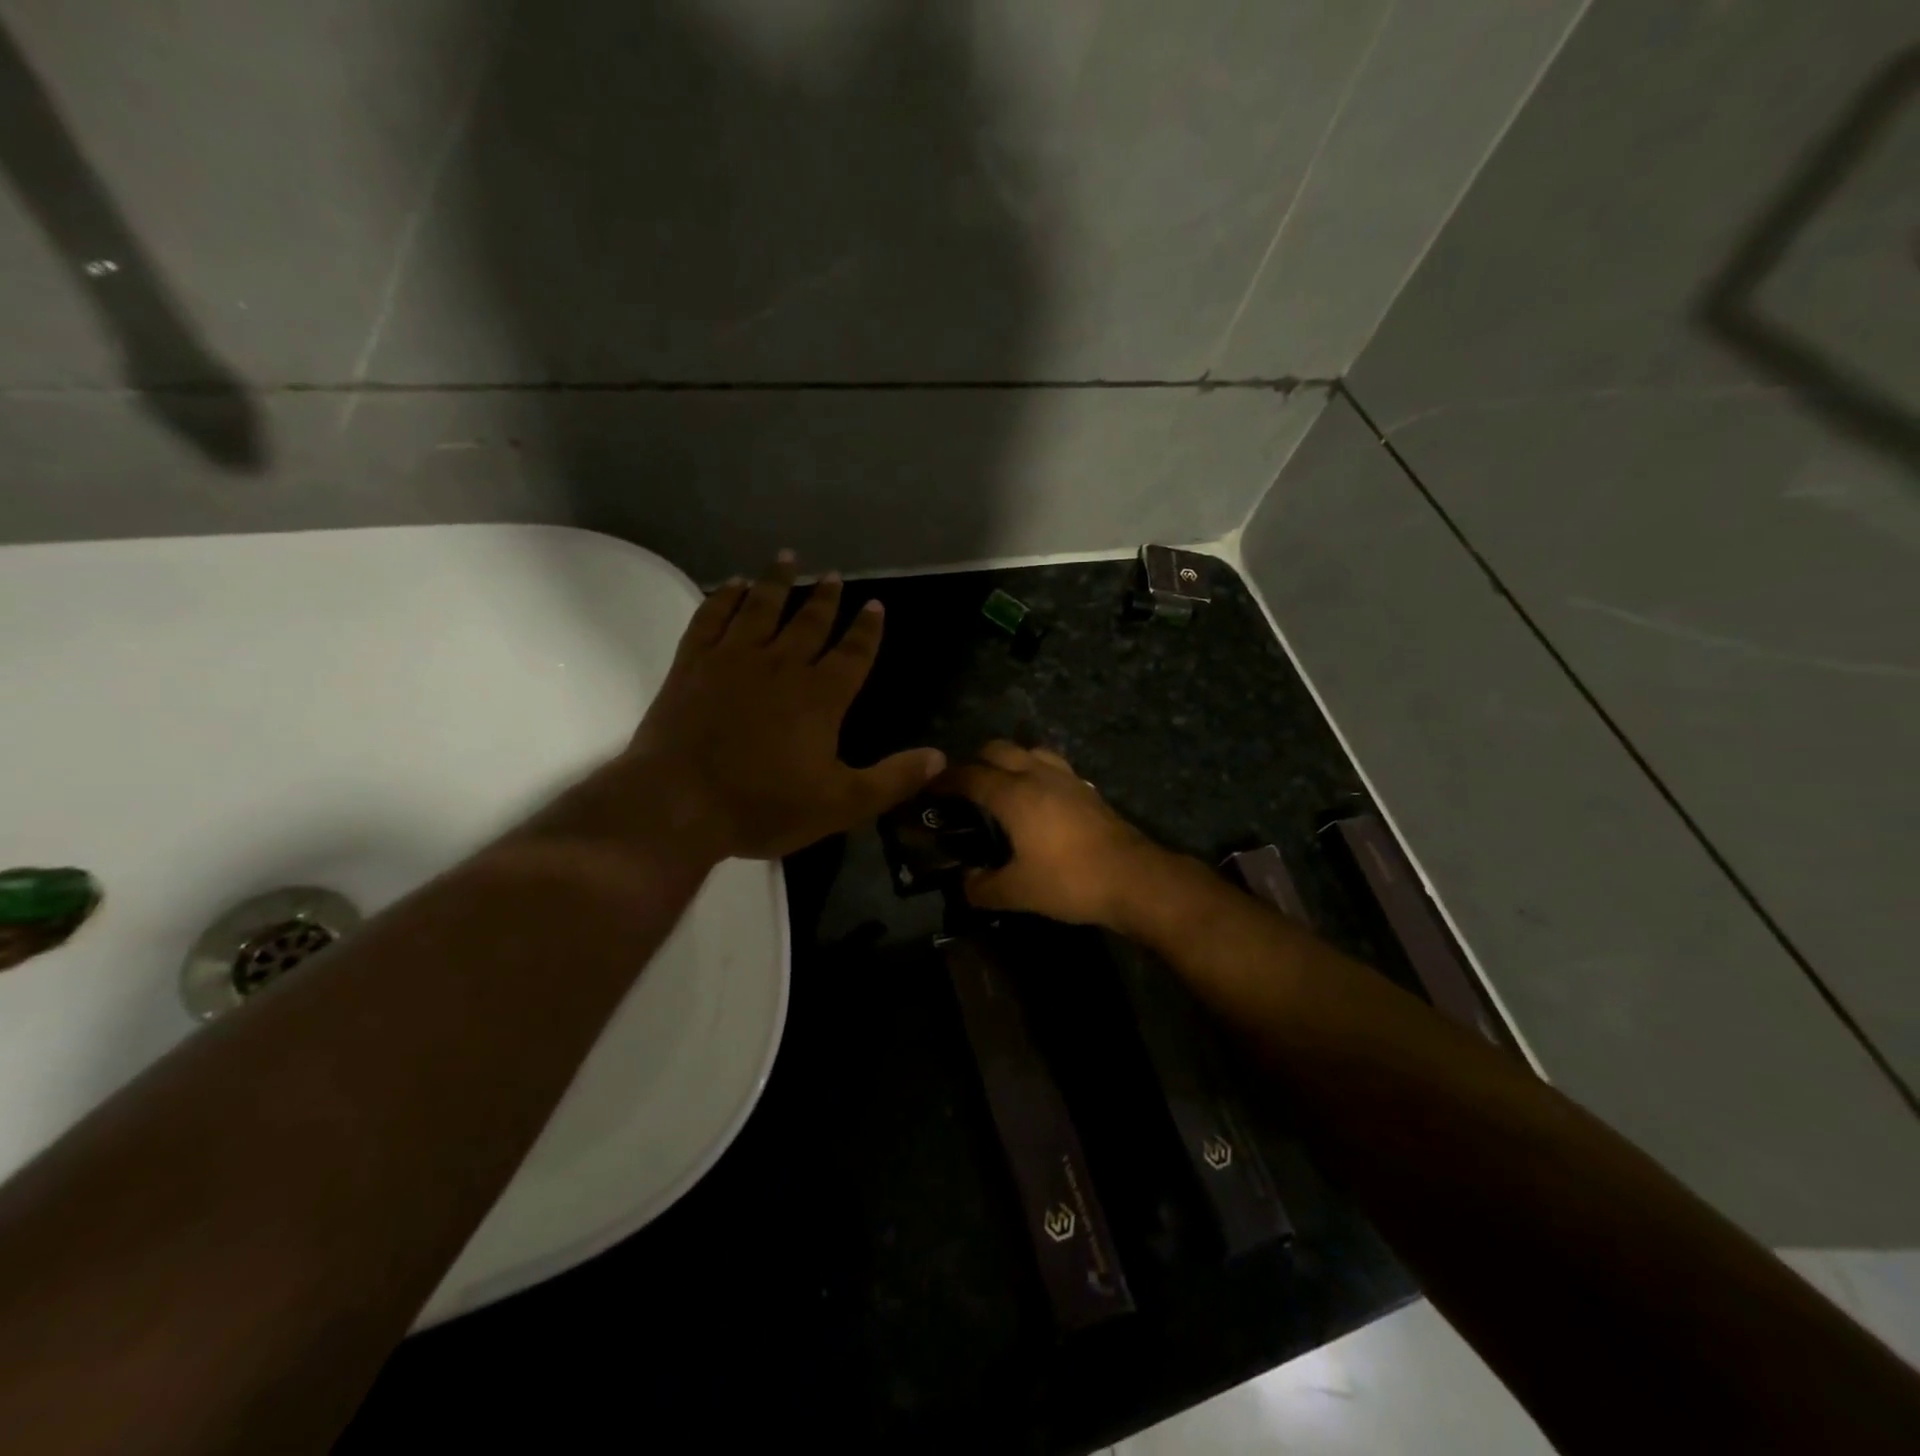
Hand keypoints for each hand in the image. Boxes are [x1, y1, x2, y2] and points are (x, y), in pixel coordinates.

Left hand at [613, 554, 944, 860]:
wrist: (677, 804)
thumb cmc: (763, 806)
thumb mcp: (841, 804)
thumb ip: (893, 779)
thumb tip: (940, 757)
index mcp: (821, 697)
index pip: (853, 653)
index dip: (867, 629)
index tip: (875, 604)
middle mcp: (781, 666)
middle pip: (809, 622)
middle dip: (825, 598)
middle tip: (834, 575)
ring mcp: (732, 659)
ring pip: (761, 608)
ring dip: (777, 582)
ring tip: (787, 558)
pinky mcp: (692, 664)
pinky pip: (712, 617)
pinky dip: (725, 597)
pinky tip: (733, 585)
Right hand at [937, 741, 1166, 928]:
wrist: (1133, 878)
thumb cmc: (1069, 880)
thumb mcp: (1018, 892)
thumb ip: (983, 888)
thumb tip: (965, 883)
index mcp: (1013, 794)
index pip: (970, 775)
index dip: (945, 779)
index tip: (928, 787)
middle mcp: (1037, 774)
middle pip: (998, 749)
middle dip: (975, 761)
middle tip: (963, 786)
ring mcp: (1066, 778)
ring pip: (1029, 751)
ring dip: (1009, 759)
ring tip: (1001, 785)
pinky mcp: (1086, 789)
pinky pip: (1052, 766)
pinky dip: (1035, 771)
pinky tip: (1038, 798)